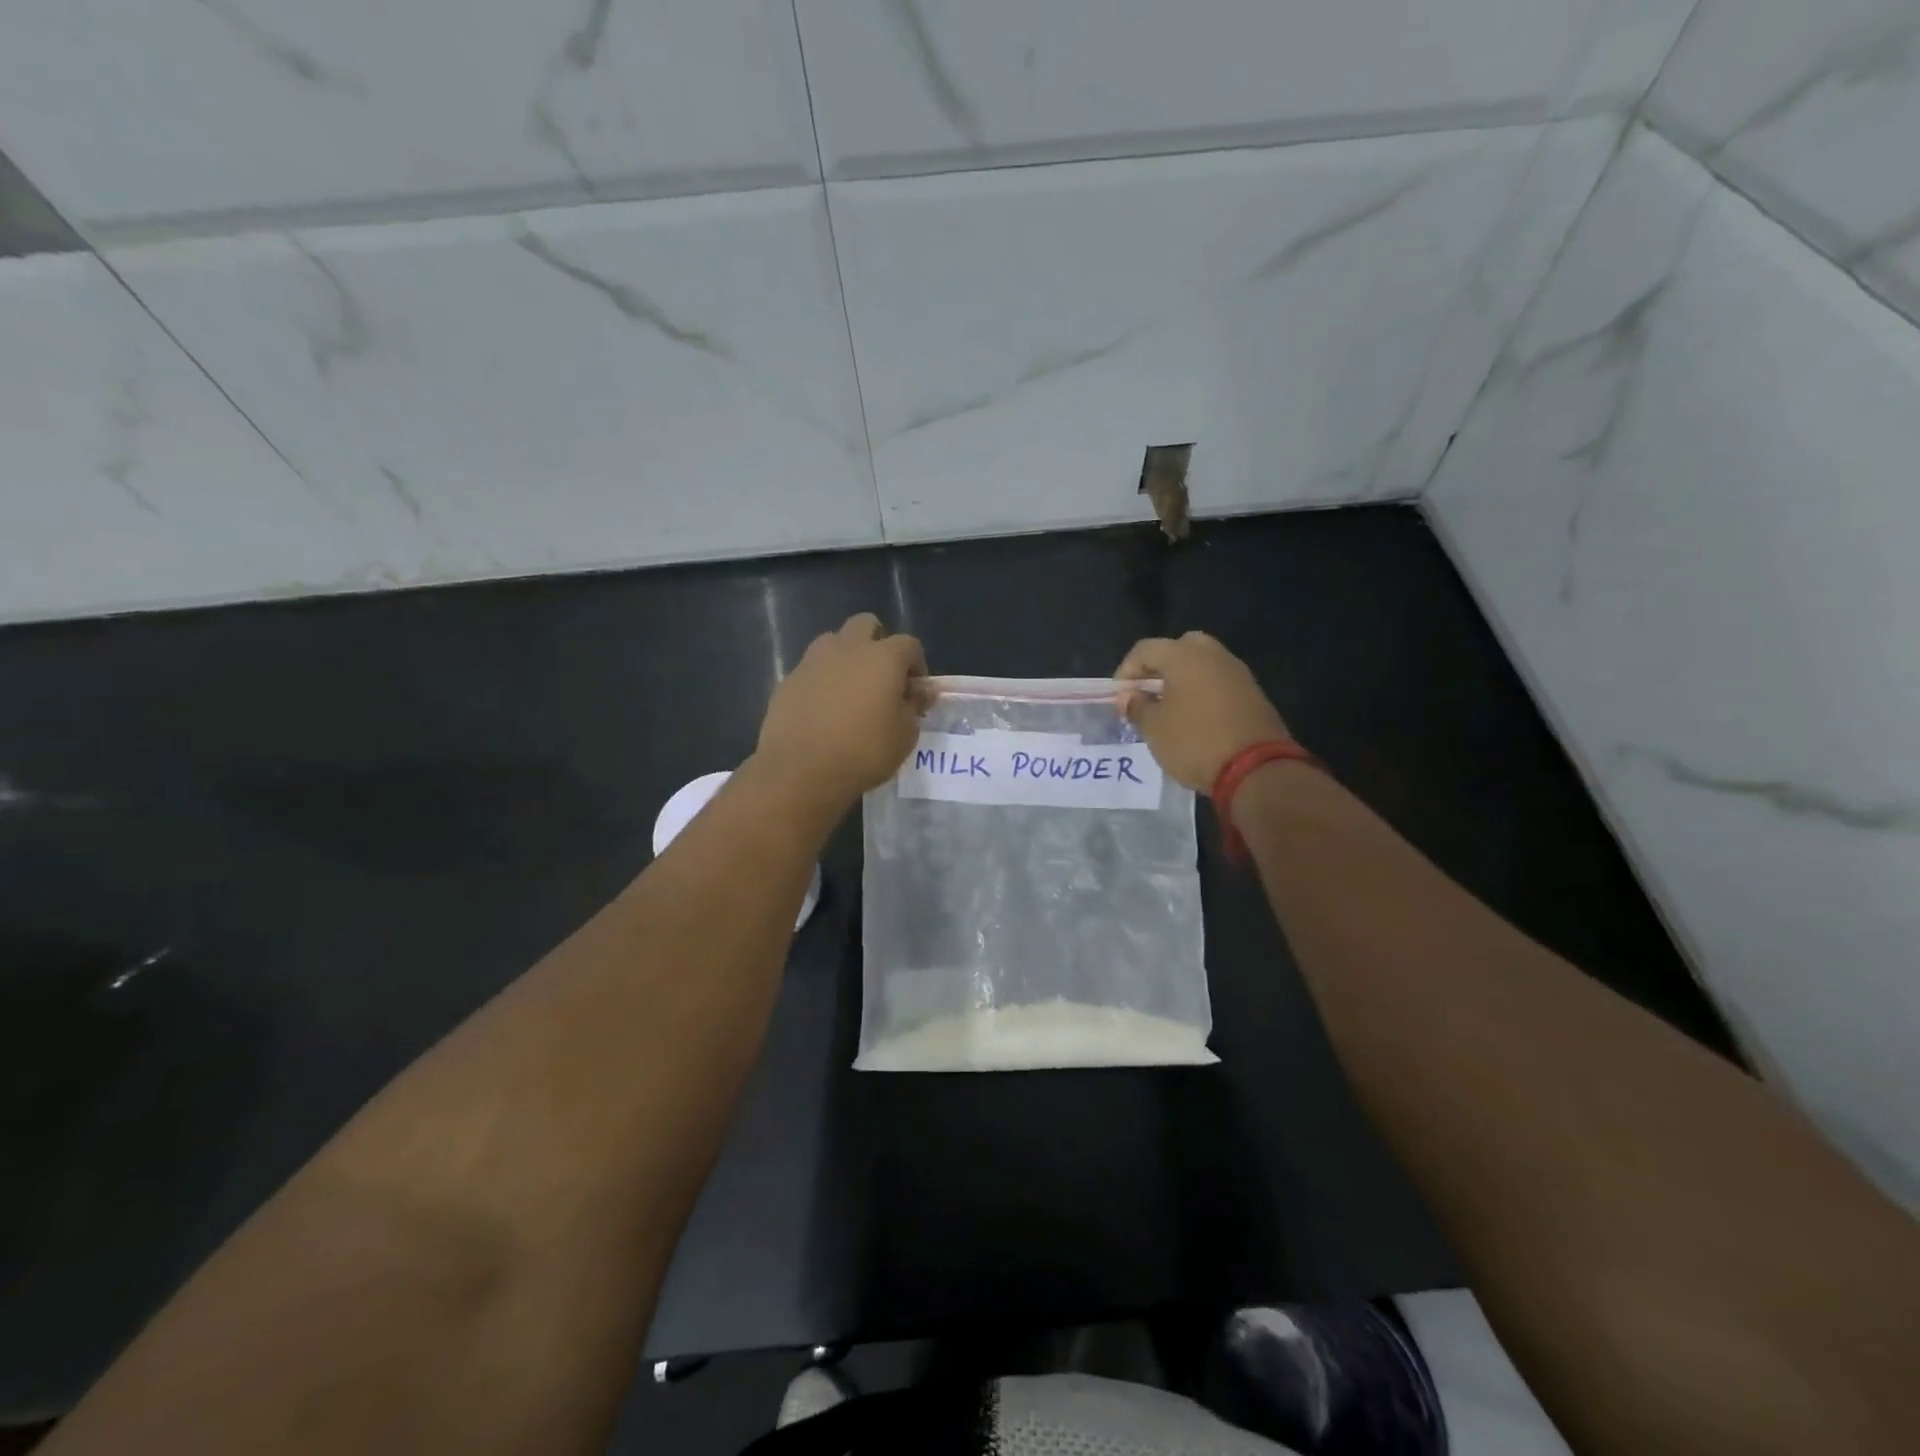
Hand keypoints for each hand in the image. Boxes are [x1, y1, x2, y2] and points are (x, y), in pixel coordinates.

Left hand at [753, 613, 927, 813]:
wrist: (800, 770)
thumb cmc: (864, 752)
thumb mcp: (904, 736)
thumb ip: (914, 707)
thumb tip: (920, 692)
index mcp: (883, 657)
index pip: (909, 644)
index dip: (917, 664)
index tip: (914, 690)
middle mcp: (847, 648)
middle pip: (866, 625)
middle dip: (878, 643)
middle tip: (882, 678)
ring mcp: (813, 661)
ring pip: (834, 642)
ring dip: (846, 658)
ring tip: (850, 691)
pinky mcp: (788, 680)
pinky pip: (811, 669)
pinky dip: (822, 681)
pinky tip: (824, 711)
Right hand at [1115, 632, 1291, 791]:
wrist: (1256, 769)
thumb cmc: (1195, 742)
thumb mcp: (1154, 729)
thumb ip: (1137, 707)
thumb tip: (1128, 696)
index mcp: (1184, 656)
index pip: (1145, 649)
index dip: (1126, 671)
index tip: (1120, 696)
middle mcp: (1213, 655)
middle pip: (1179, 648)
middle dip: (1159, 667)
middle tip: (1147, 693)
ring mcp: (1238, 672)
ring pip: (1203, 664)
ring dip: (1183, 679)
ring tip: (1169, 708)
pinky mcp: (1253, 693)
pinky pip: (1220, 682)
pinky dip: (1203, 691)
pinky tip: (1194, 717)